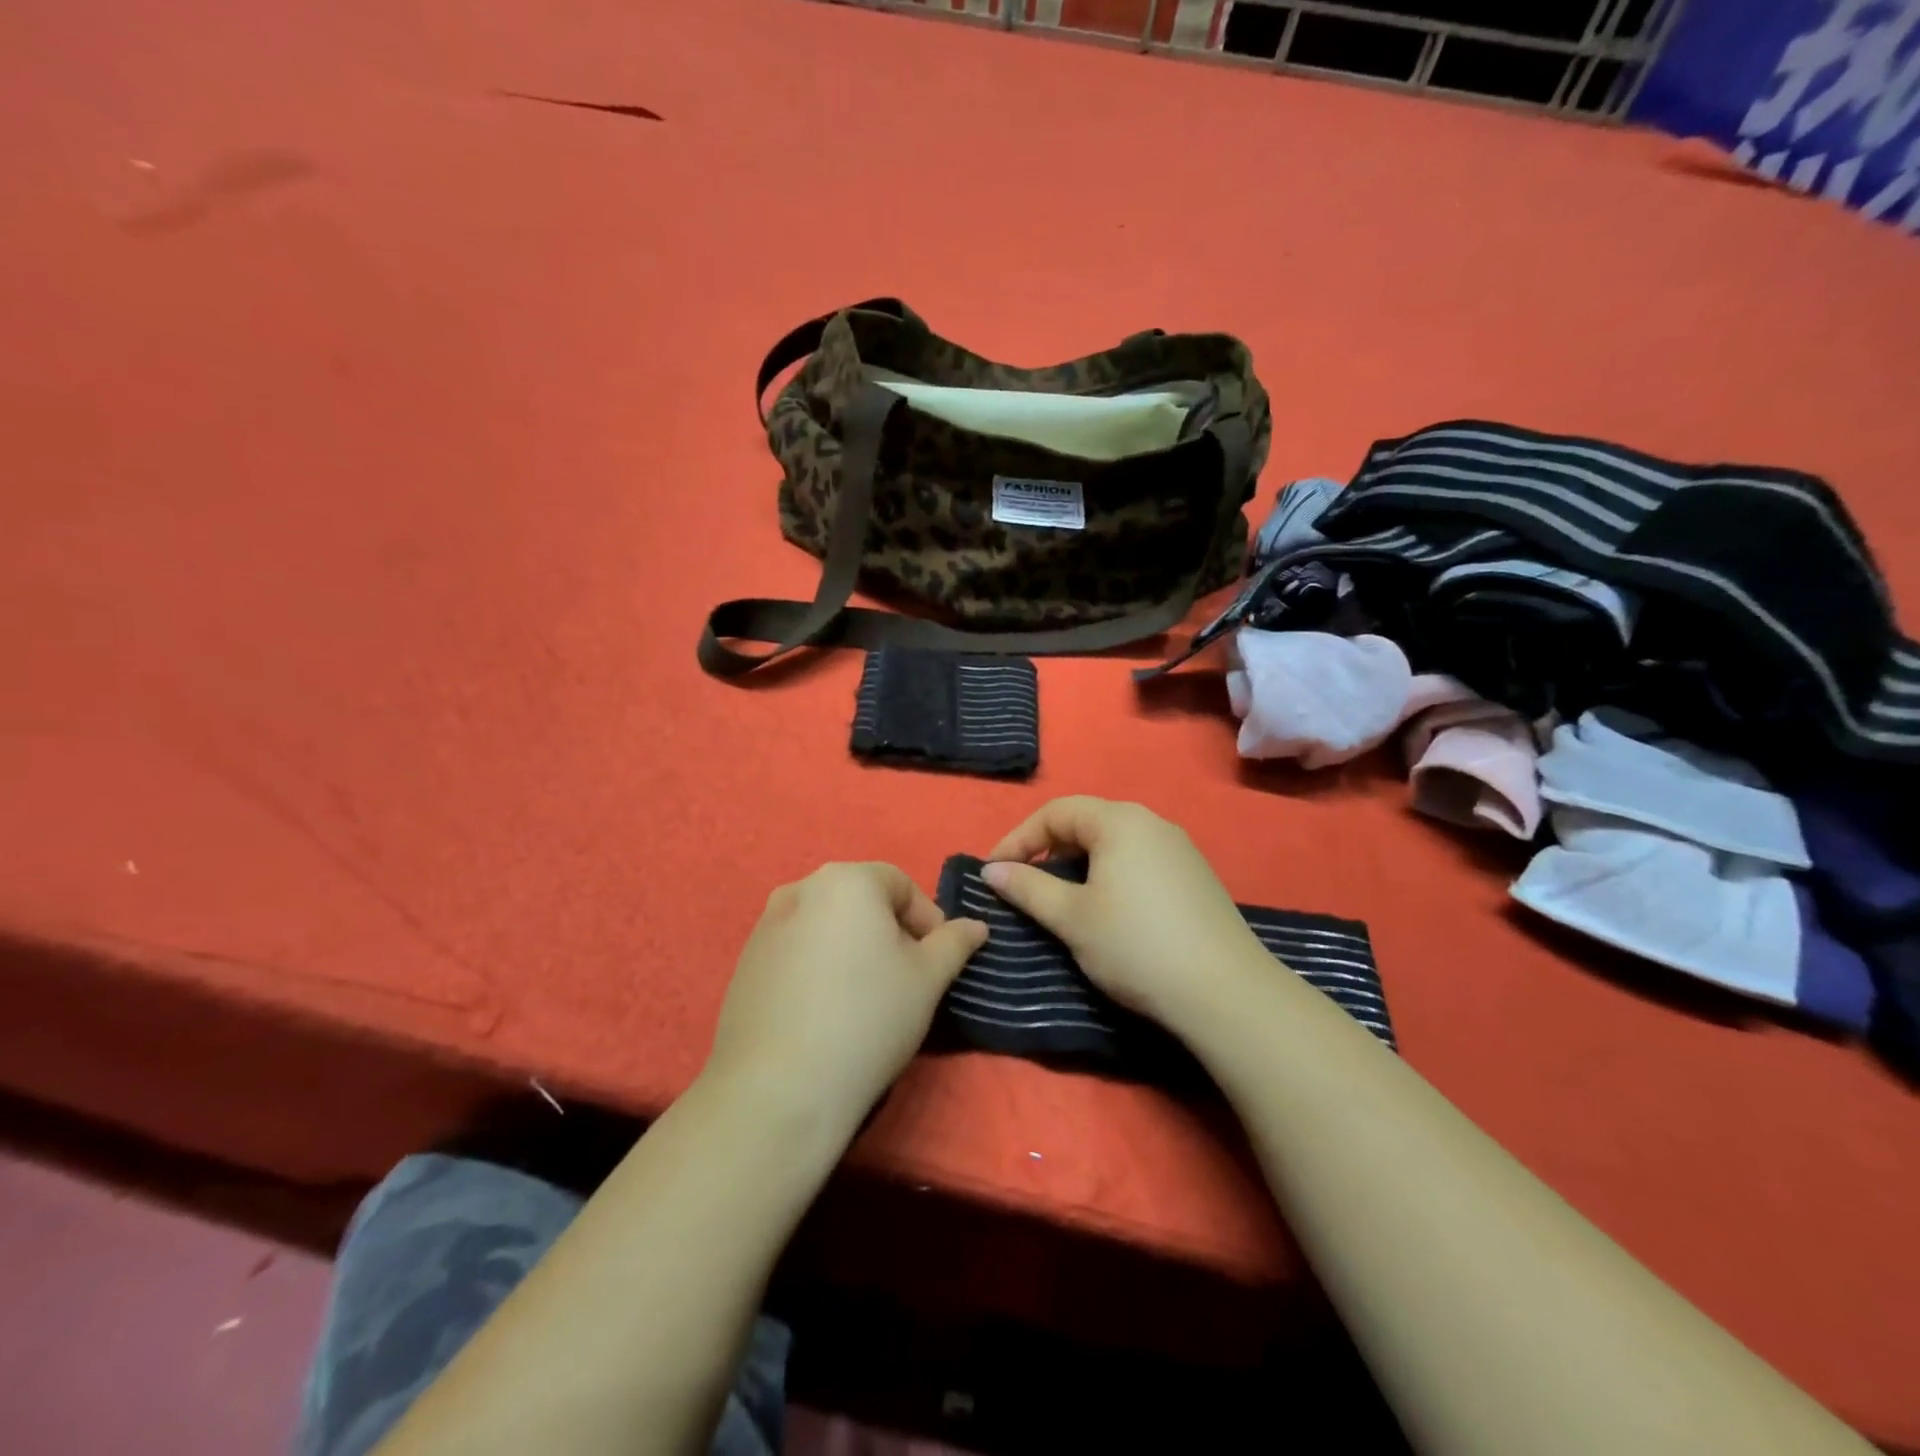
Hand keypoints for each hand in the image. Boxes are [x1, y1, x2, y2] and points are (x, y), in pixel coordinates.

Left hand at [704, 863, 986, 1133]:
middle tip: (906, 978)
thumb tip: (975, 925)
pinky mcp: (744, 962)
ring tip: (865, 997)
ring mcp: (766, 925)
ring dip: (853, 948)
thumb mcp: (928, 979)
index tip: (937, 961)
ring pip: (827, 925)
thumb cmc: (869, 1018)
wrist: (780, 1089)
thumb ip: (954, 943)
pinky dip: (818, 966)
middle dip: (889, 931)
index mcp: (847, 880)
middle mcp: (800, 888)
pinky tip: (825, 1012)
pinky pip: (796, 950)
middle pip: (860, 900)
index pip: (900, 884)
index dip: (927, 919)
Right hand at [983, 797, 1271, 1037]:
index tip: (993, 873)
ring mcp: (1180, 849)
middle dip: (1048, 848)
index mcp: (1120, 821)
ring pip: (1114, 842)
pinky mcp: (1196, 877)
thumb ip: (1028, 887)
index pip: (1056, 812)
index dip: (1018, 839)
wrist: (1225, 993)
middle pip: (1087, 821)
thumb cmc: (1135, 946)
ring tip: (1060, 897)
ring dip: (1079, 863)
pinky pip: (1139, 860)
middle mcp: (1152, 822)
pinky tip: (1108, 909)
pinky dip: (1110, 874)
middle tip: (1023, 883)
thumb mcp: (1072, 918)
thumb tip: (992, 870)